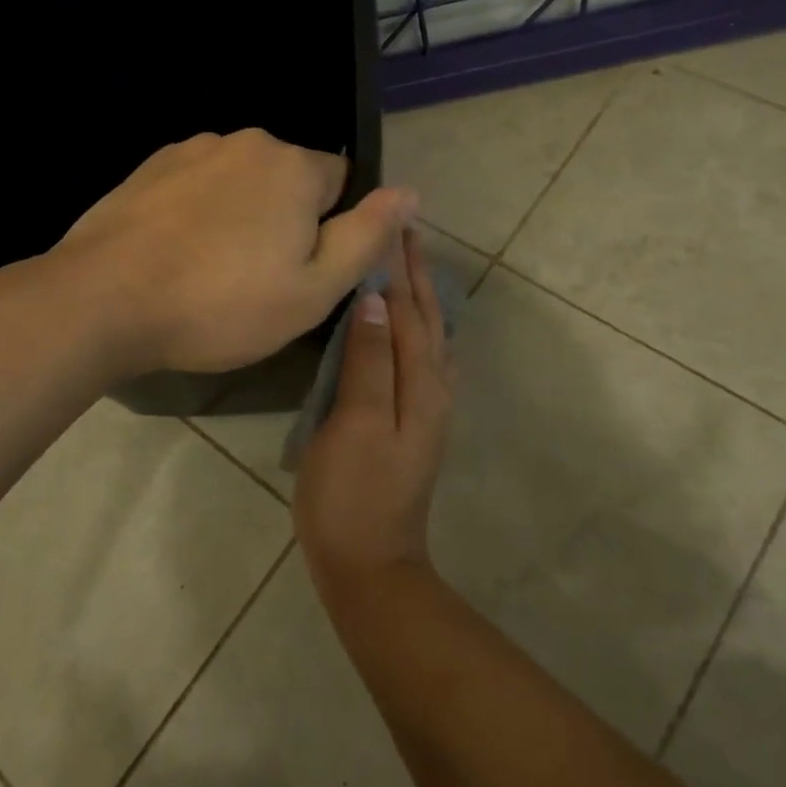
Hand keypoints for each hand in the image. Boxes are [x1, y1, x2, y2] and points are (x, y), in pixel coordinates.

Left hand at [50, 129, 415, 375]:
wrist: (104, 300)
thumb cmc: (222, 303)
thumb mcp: (313, 289)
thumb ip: (368, 236)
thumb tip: (411, 192)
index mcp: (294, 165)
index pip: (342, 181)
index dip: (331, 228)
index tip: (301, 269)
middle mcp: (247, 141)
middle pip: (290, 179)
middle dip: (286, 219)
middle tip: (257, 279)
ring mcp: (193, 148)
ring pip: (241, 181)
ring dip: (240, 214)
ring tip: (210, 270)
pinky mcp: (151, 165)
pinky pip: (198, 184)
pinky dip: (199, 211)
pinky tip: (176, 253)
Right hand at [294, 228, 452, 596]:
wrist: (370, 565)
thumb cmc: (353, 493)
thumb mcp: (356, 423)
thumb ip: (370, 359)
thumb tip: (377, 299)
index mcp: (420, 383)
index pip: (408, 309)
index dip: (397, 266)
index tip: (389, 222)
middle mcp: (432, 388)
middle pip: (427, 317)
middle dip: (416, 272)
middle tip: (404, 229)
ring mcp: (426, 408)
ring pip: (429, 336)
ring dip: (419, 295)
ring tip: (407, 264)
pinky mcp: (412, 423)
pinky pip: (422, 358)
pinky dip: (418, 329)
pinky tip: (410, 328)